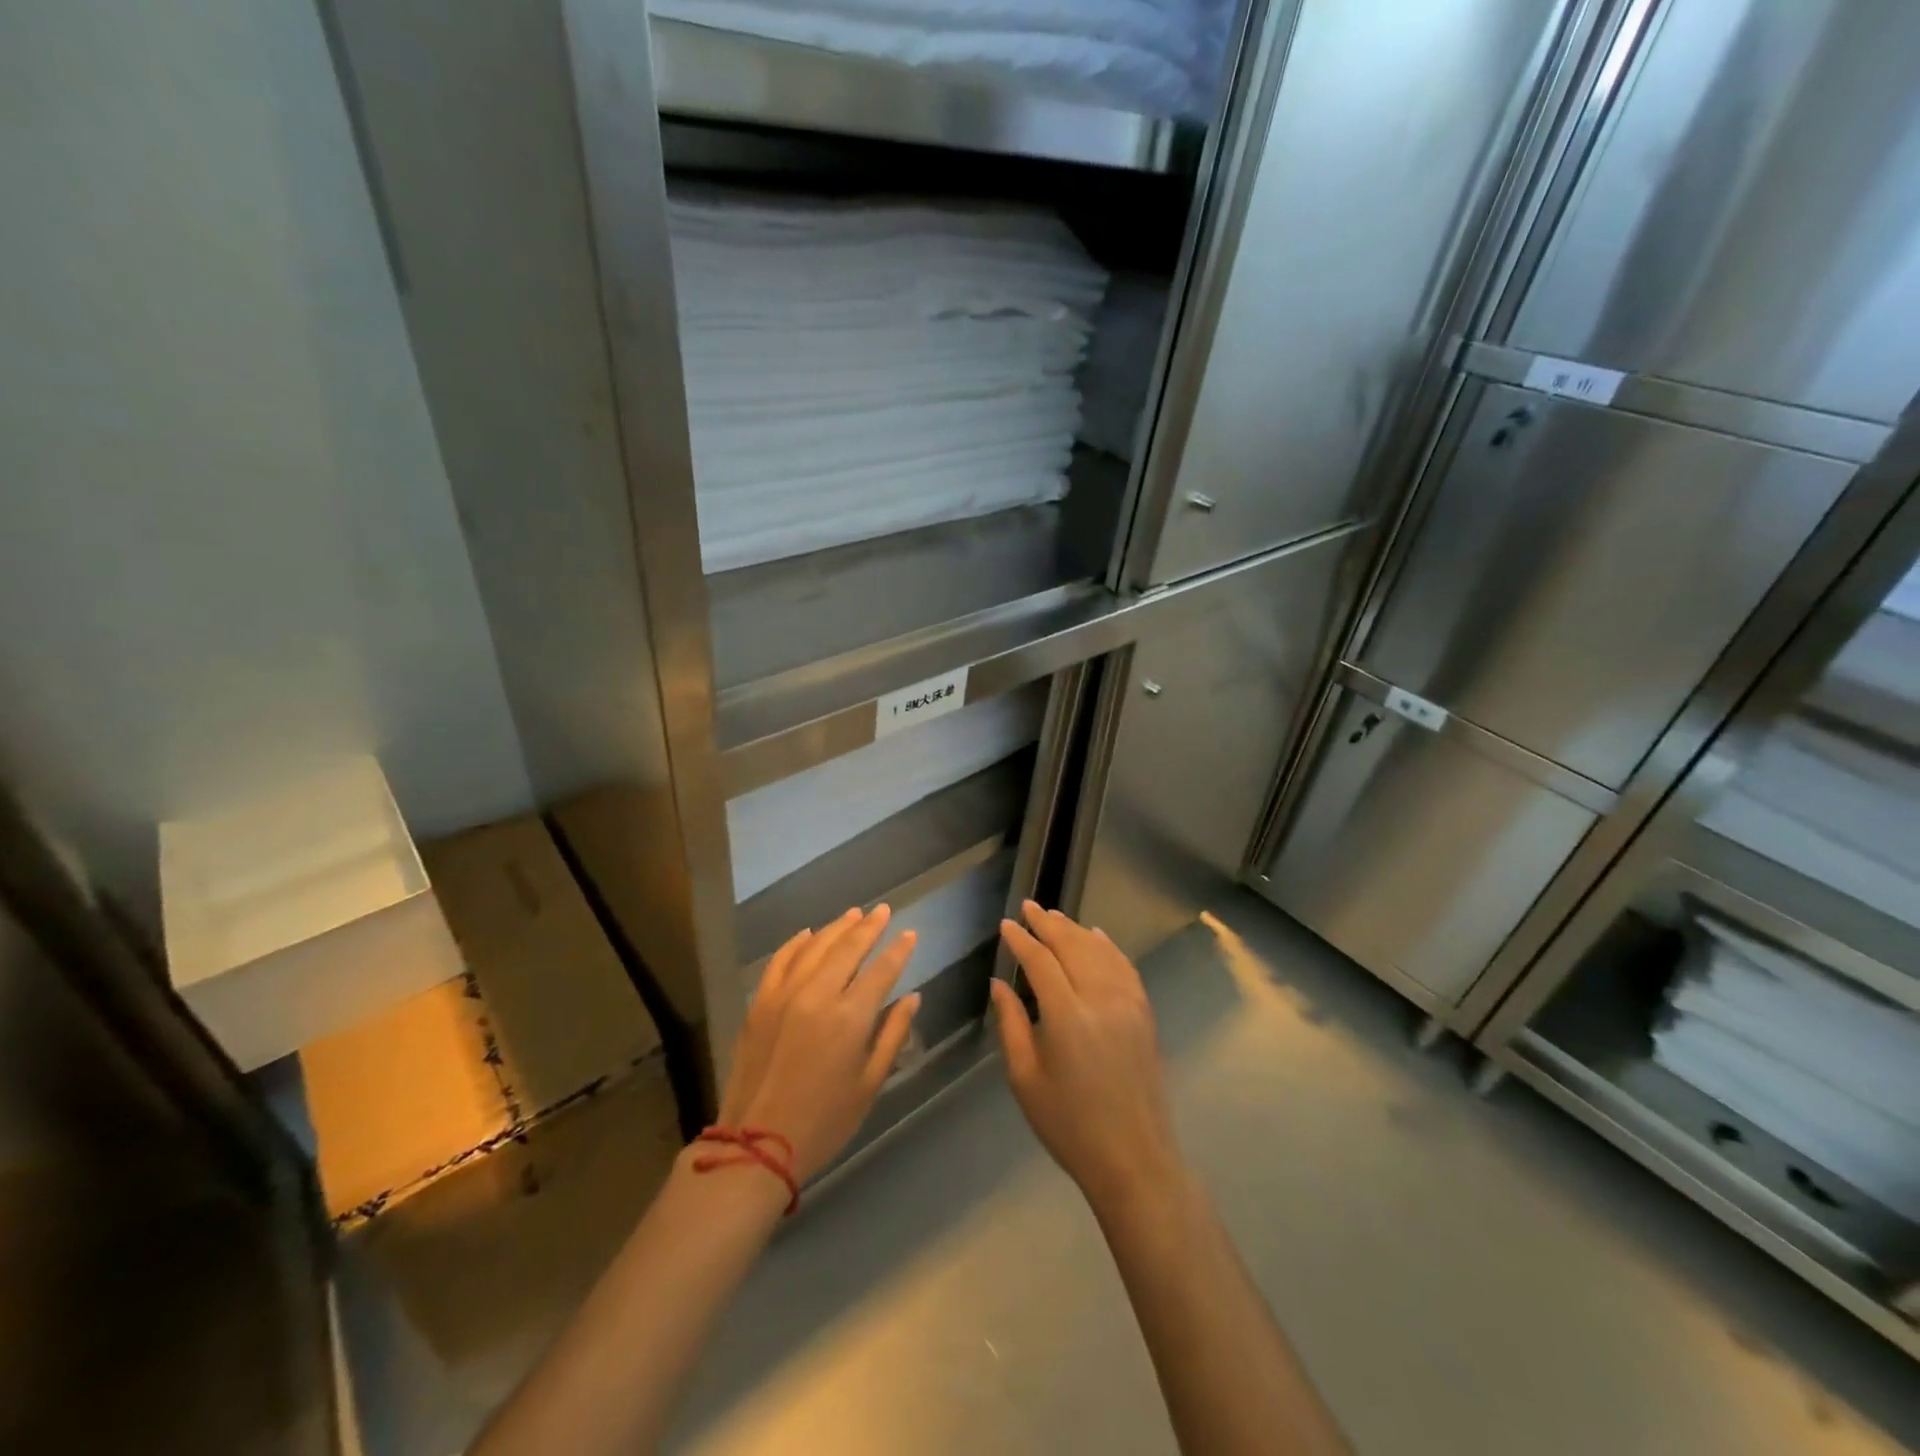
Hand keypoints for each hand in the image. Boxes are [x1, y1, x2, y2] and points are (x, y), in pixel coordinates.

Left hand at [719, 906, 920, 1182]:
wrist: (756, 1146)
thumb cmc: (824, 1122)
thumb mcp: (870, 1084)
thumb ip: (893, 1035)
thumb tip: (912, 998)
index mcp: (849, 1018)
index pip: (881, 971)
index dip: (898, 950)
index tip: (910, 934)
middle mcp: (817, 995)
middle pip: (848, 948)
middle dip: (870, 927)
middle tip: (883, 910)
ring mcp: (784, 995)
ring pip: (815, 947)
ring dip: (837, 928)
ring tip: (854, 914)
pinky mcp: (759, 1003)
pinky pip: (780, 961)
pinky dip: (796, 943)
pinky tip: (809, 933)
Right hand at [990, 901, 1182, 1208]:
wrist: (1134, 1158)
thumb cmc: (1069, 1125)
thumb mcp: (1025, 1078)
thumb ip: (1010, 1024)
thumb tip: (1000, 983)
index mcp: (1067, 1016)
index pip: (1040, 961)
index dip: (1021, 939)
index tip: (1006, 924)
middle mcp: (1101, 999)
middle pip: (1072, 945)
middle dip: (1047, 923)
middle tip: (1028, 906)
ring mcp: (1128, 1003)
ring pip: (1100, 950)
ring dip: (1075, 929)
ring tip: (1053, 916)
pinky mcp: (1144, 1012)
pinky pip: (1124, 966)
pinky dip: (1107, 946)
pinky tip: (1096, 936)